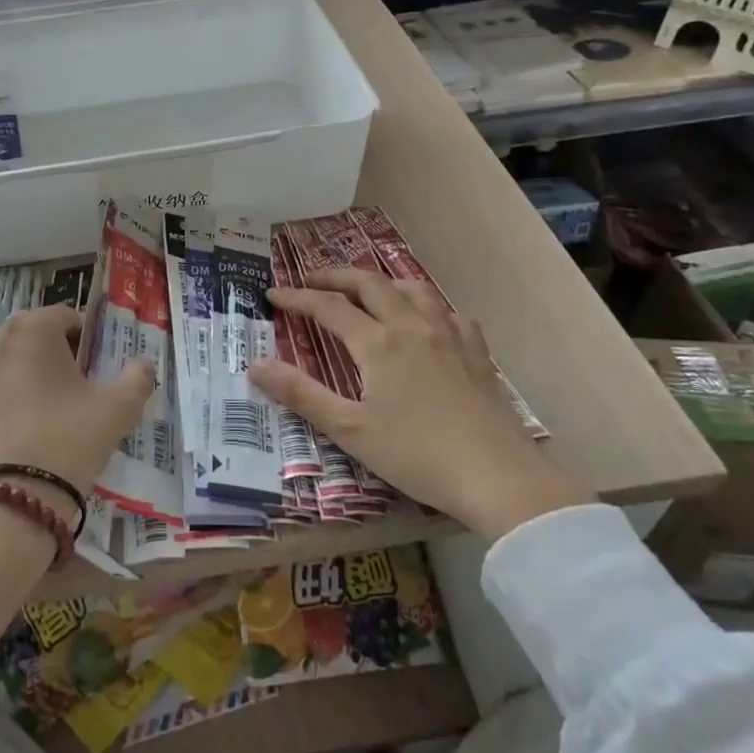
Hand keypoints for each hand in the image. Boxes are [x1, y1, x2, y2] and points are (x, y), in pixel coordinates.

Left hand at [0, 305, 155, 510]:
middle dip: (57, 354)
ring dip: (29, 373)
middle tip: (77, 391)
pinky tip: (23, 427)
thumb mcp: (117, 409)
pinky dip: (7, 395)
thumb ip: (137, 378)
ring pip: (10, 359)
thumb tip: (144, 364)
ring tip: (49, 411)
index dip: (87, 340)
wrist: (6, 502)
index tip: (97, 371)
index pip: (67, 317)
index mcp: (32, 327)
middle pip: (35, 335)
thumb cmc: (66, 440)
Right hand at [247, 269, 588, 542]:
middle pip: (370, 284)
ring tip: (368, 289)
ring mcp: (450, 336)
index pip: (328, 307)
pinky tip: (430, 320)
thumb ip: (301, 394)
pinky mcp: (477, 353)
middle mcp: (412, 326)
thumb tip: (255, 364)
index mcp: (378, 343)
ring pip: (413, 289)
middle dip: (337, 276)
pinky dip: (429, 306)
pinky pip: (451, 313)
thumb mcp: (349, 429)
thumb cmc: (416, 454)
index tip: (272, 293)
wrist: (497, 476)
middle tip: (312, 279)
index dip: (297, 297)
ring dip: (383, 282)